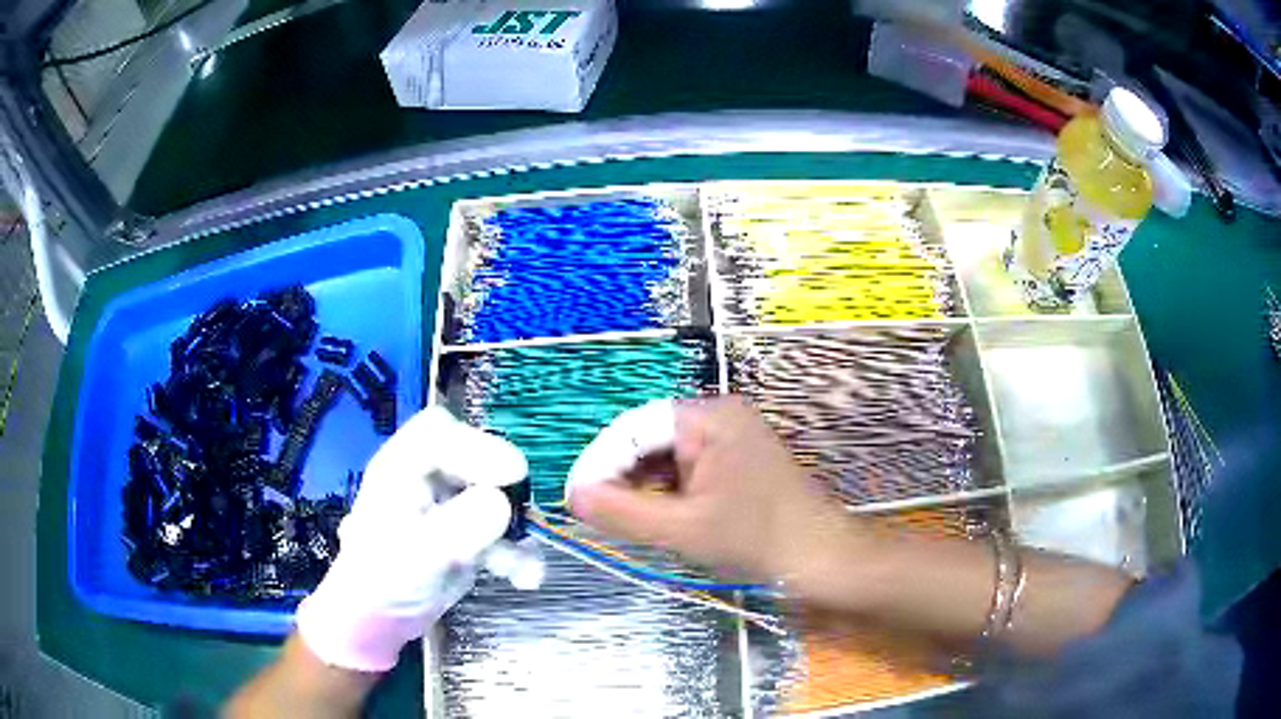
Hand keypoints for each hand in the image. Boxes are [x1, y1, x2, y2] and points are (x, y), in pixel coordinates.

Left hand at [295, 406, 528, 672]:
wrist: (381, 620)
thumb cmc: (385, 579)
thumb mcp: (422, 553)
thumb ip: (461, 526)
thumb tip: (502, 503)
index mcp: (402, 467)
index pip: (440, 432)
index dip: (477, 445)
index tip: (513, 473)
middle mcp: (428, 477)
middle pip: (475, 459)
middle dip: (505, 490)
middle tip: (526, 513)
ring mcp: (451, 504)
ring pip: (497, 497)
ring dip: (517, 530)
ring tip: (524, 566)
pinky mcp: (468, 531)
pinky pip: (503, 530)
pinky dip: (518, 552)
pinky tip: (524, 579)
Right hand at [565, 396, 853, 586]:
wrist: (822, 557)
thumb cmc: (758, 540)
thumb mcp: (684, 530)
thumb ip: (623, 513)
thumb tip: (573, 496)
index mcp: (708, 418)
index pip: (633, 429)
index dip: (600, 462)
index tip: (576, 498)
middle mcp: (719, 415)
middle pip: (649, 439)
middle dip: (621, 477)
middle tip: (597, 514)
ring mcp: (730, 437)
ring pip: (665, 456)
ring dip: (642, 487)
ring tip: (624, 520)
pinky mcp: (736, 460)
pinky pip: (687, 468)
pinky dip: (667, 493)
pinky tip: (658, 518)